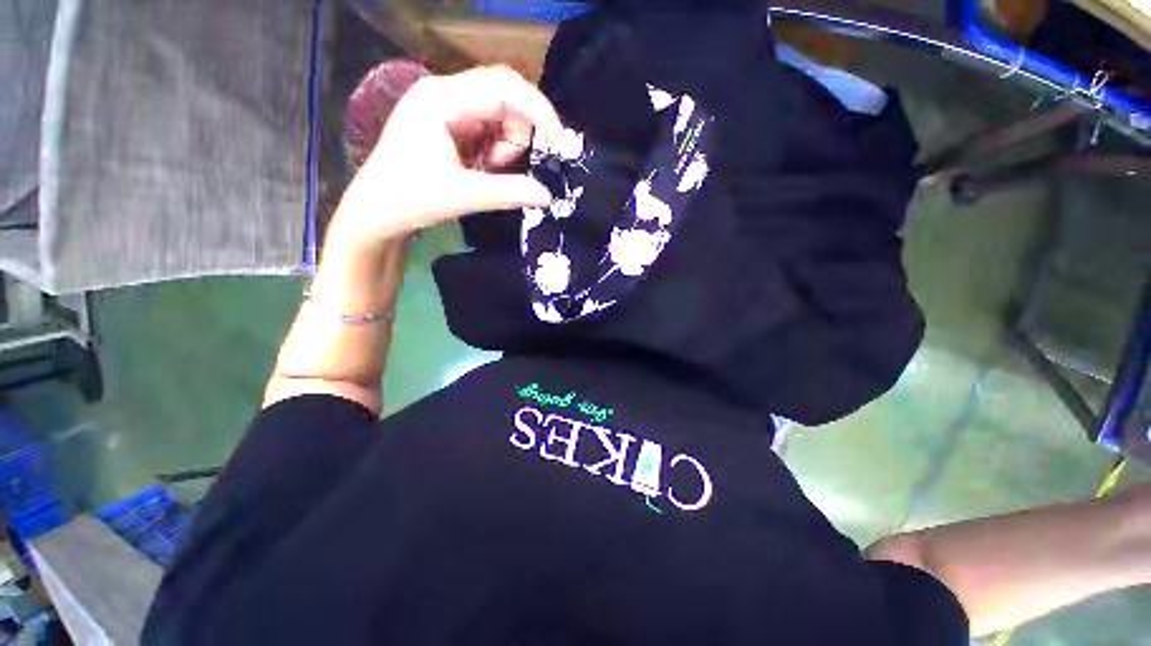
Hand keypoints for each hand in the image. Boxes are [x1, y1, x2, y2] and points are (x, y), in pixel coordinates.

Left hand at [330, 65, 562, 248]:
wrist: (376, 212)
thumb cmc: (410, 200)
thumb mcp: (463, 196)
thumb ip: (509, 192)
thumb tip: (547, 195)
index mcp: (441, 99)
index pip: (504, 88)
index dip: (538, 113)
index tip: (558, 145)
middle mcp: (444, 93)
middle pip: (504, 96)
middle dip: (519, 133)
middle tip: (506, 165)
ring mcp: (446, 107)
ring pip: (500, 113)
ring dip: (506, 144)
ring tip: (486, 170)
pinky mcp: (450, 124)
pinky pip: (489, 128)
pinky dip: (496, 149)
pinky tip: (481, 167)